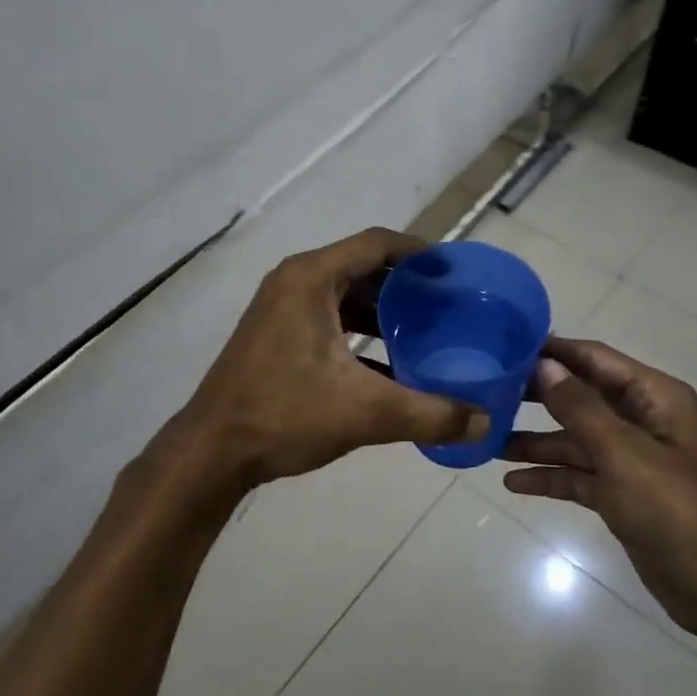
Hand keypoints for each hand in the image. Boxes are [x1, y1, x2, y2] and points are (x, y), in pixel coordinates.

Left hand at [170, 228, 488, 490]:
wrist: (211, 452)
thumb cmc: (284, 415)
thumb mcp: (365, 413)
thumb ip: (430, 414)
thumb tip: (485, 422)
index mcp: (312, 278)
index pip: (376, 243)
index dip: (419, 251)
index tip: (454, 270)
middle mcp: (295, 281)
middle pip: (362, 266)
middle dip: (406, 283)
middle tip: (448, 303)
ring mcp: (281, 307)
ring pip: (345, 294)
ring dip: (384, 309)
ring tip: (427, 330)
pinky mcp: (276, 333)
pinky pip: (328, 316)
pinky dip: (360, 330)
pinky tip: (390, 361)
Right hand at [502, 337, 696, 646]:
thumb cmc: (677, 510)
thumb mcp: (624, 453)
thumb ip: (580, 407)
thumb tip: (543, 365)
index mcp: (653, 397)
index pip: (594, 358)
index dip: (553, 351)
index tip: (505, 346)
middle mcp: (642, 420)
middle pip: (581, 397)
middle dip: (537, 395)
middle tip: (487, 390)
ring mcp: (631, 460)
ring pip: (575, 439)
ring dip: (536, 440)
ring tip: (488, 439)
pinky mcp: (622, 495)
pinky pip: (579, 475)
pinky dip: (550, 476)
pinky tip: (513, 481)